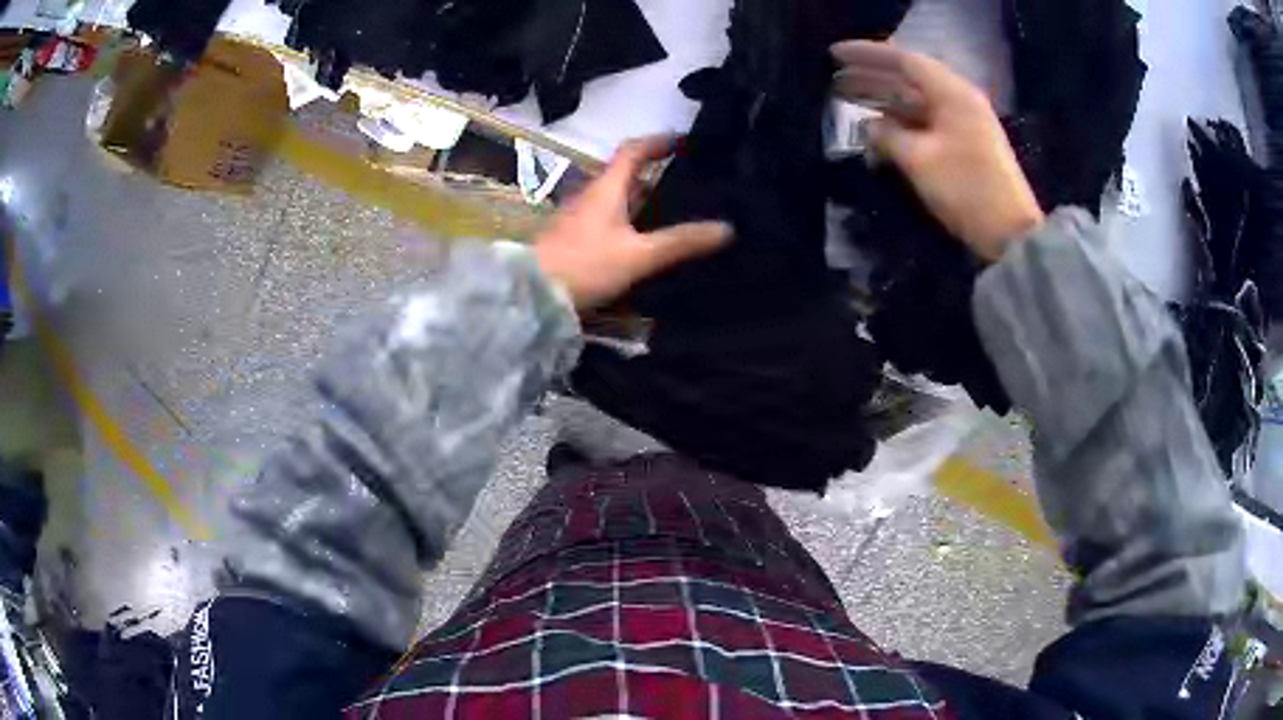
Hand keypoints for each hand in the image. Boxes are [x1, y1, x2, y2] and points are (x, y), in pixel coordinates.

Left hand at [534, 136, 731, 308]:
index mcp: (606, 188)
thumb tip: (727, 228)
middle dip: (655, 169)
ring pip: (616, 195)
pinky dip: (630, 215)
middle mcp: (591, 195)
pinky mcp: (575, 237)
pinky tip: (644, 234)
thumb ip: (681, 242)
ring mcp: (580, 216)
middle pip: (625, 172)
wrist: (532, 294)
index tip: (683, 141)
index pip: (633, 151)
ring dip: (642, 193)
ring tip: (674, 203)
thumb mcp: (639, 255)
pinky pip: (609, 216)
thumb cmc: (585, 266)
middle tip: (687, 174)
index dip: (658, 141)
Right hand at [830, 41, 1043, 259]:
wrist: (1011, 234)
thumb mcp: (919, 160)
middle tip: (835, 82)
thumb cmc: (967, 189)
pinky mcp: (964, 146)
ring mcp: (963, 124)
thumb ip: (887, 136)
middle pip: (909, 80)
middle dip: (871, 78)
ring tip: (849, 104)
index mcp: (952, 94)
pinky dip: (900, 125)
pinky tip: (878, 133)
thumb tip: (867, 126)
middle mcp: (958, 101)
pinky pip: (925, 124)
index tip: (834, 55)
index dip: (866, 55)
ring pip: (916, 103)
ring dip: (883, 103)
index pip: (904, 61)